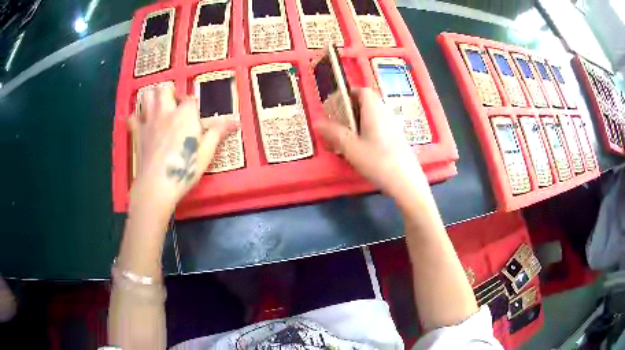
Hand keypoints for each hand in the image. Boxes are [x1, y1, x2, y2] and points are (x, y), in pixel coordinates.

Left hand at [129, 86, 237, 213]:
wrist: (156, 185)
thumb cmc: (184, 168)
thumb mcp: (206, 152)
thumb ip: (218, 132)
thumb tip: (235, 121)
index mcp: (185, 114)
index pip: (191, 99)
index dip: (195, 106)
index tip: (197, 116)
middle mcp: (166, 111)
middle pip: (165, 89)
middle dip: (170, 93)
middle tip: (174, 106)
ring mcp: (149, 121)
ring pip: (148, 96)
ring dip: (153, 97)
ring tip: (158, 106)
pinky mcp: (138, 133)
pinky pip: (133, 117)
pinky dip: (136, 116)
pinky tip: (141, 121)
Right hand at [315, 88, 424, 195]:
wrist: (406, 182)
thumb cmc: (377, 161)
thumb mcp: (351, 147)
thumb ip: (334, 133)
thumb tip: (317, 122)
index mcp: (374, 111)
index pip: (363, 91)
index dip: (348, 94)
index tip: (336, 104)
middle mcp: (386, 114)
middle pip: (368, 103)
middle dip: (351, 108)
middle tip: (338, 121)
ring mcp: (394, 127)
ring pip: (374, 116)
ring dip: (360, 121)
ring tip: (348, 135)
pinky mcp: (398, 139)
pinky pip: (380, 127)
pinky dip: (369, 130)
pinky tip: (363, 147)